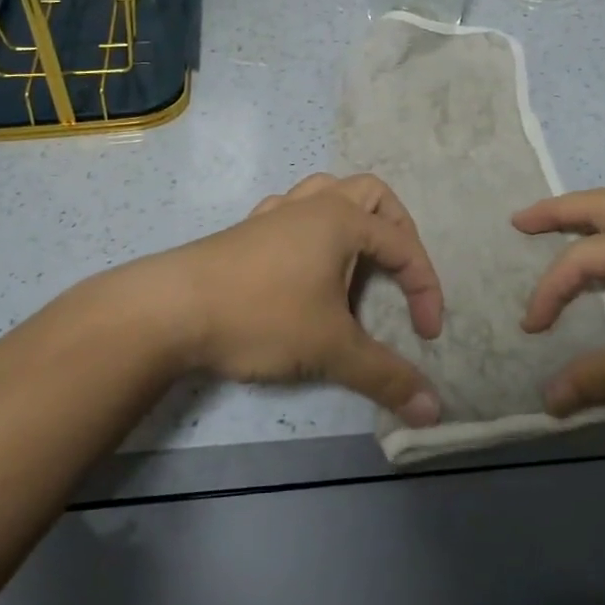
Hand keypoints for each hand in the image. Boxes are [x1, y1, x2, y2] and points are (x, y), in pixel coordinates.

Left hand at [152, 173, 445, 426]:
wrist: (170, 309)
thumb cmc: (261, 315)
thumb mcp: (331, 348)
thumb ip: (385, 376)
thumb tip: (433, 411)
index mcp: (341, 219)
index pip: (403, 245)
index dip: (425, 288)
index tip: (427, 334)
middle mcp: (312, 204)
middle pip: (371, 194)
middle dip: (397, 229)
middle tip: (400, 272)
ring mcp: (276, 213)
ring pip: (328, 193)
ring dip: (353, 219)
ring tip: (357, 259)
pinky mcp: (247, 230)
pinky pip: (292, 212)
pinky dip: (312, 228)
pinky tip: (305, 262)